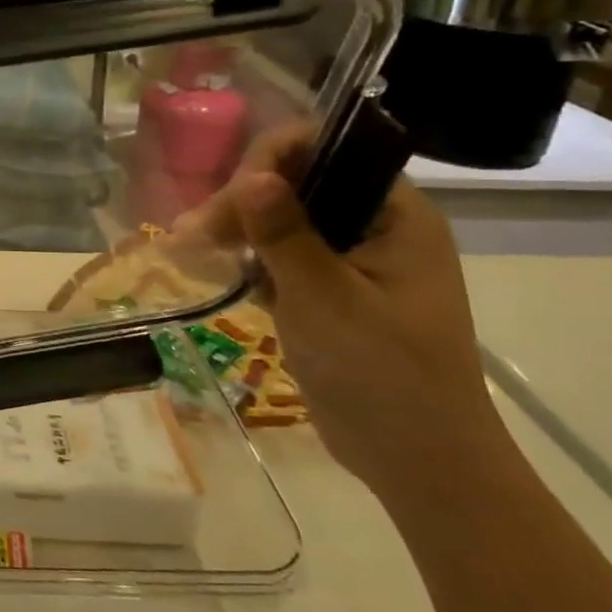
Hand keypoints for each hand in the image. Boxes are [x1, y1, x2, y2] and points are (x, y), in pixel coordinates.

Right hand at [189, 124, 502, 497]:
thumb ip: (286, 233)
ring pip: (284, 220)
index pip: (330, 151)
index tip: (232, 198)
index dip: (274, 160)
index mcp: (396, 216)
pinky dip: (251, 260)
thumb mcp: (326, 298)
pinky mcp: (331, 291)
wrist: (417, 461)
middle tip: (196, 234)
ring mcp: (353, 260)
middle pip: (299, 183)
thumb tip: (252, 174)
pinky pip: (284, 256)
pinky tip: (222, 272)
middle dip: (244, 200)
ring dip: (240, 229)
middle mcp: (377, 227)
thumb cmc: (382, 374)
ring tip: (194, 248)